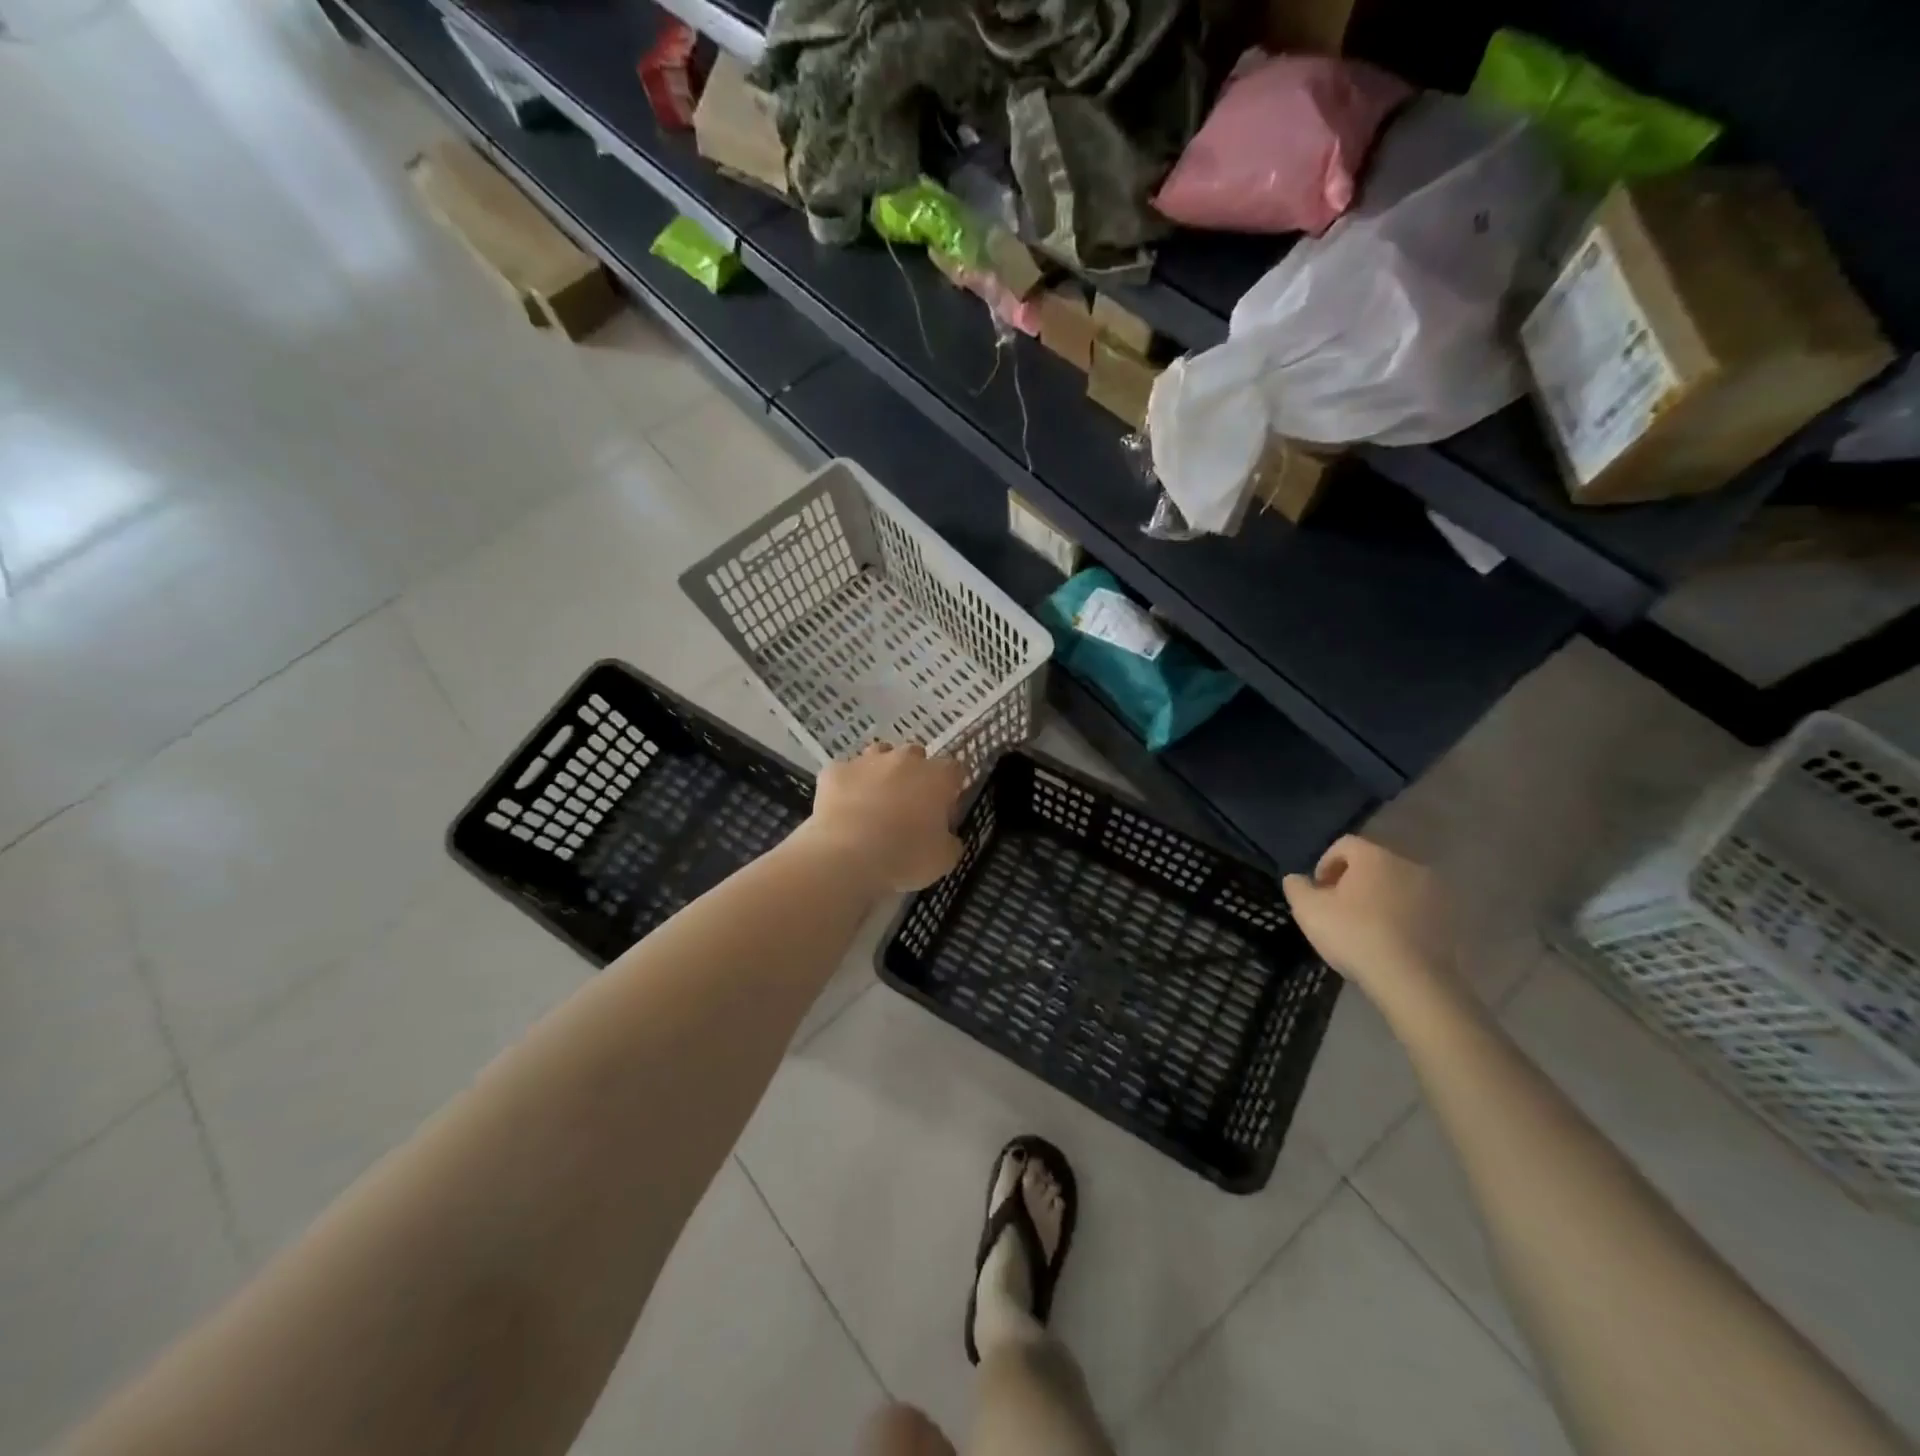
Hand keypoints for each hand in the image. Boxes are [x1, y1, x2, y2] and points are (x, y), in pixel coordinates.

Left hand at [802, 743, 966, 893]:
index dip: (951, 789)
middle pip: (916, 755)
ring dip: (881, 771)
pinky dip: (847, 785)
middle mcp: (905, 759)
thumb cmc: (905, 857)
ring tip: (875, 800)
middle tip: (909, 806)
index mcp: (938, 777)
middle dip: (915, 774)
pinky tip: (844, 807)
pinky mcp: (835, 771)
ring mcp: (867, 761)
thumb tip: (946, 835)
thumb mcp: (944, 859)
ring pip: (879, 754)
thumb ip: (950, 840)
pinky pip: (845, 772)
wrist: (847, 857)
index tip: (945, 810)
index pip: (954, 770)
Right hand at [1282, 835, 1454, 998]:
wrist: (1412, 980)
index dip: (1325, 864)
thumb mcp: (1308, 910)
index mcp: (1374, 856)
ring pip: (1398, 886)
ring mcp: (1436, 892)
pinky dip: (1402, 918)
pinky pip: (1418, 910)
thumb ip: (1297, 887)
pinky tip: (1390, 942)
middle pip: (1373, 864)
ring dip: (1380, 899)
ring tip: (1366, 928)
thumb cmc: (1354, 935)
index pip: (1344, 845)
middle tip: (1339, 910)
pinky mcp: (1451, 920)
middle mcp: (1409, 865)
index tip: (1318, 891)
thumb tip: (1296, 878)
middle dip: (1354, 882)